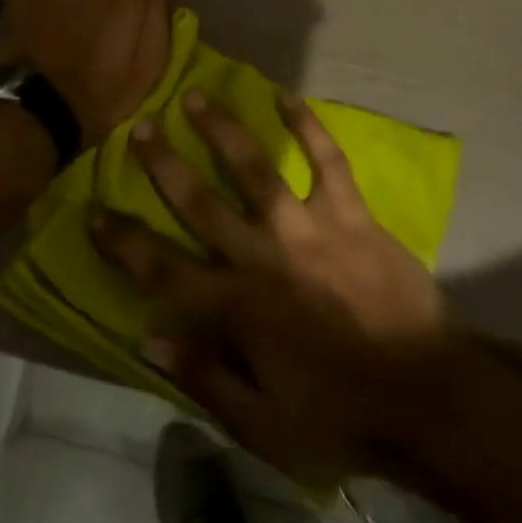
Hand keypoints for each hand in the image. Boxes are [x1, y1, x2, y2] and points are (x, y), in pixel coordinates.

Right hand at [92, 92, 444, 484]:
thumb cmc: (339, 416)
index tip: (93, 211)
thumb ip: (204, 378)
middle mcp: (264, 258)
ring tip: (197, 96)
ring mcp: (310, 231)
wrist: (427, 398)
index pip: (162, 270)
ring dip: (223, 131)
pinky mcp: (353, 218)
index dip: (123, 242)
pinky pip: (329, 164)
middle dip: (164, 164)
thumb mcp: (262, 426)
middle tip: (140, 127)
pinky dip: (308, 129)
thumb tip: (148, 338)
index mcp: (237, 308)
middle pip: (200, 204)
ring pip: (256, 170)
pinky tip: (288, 98)